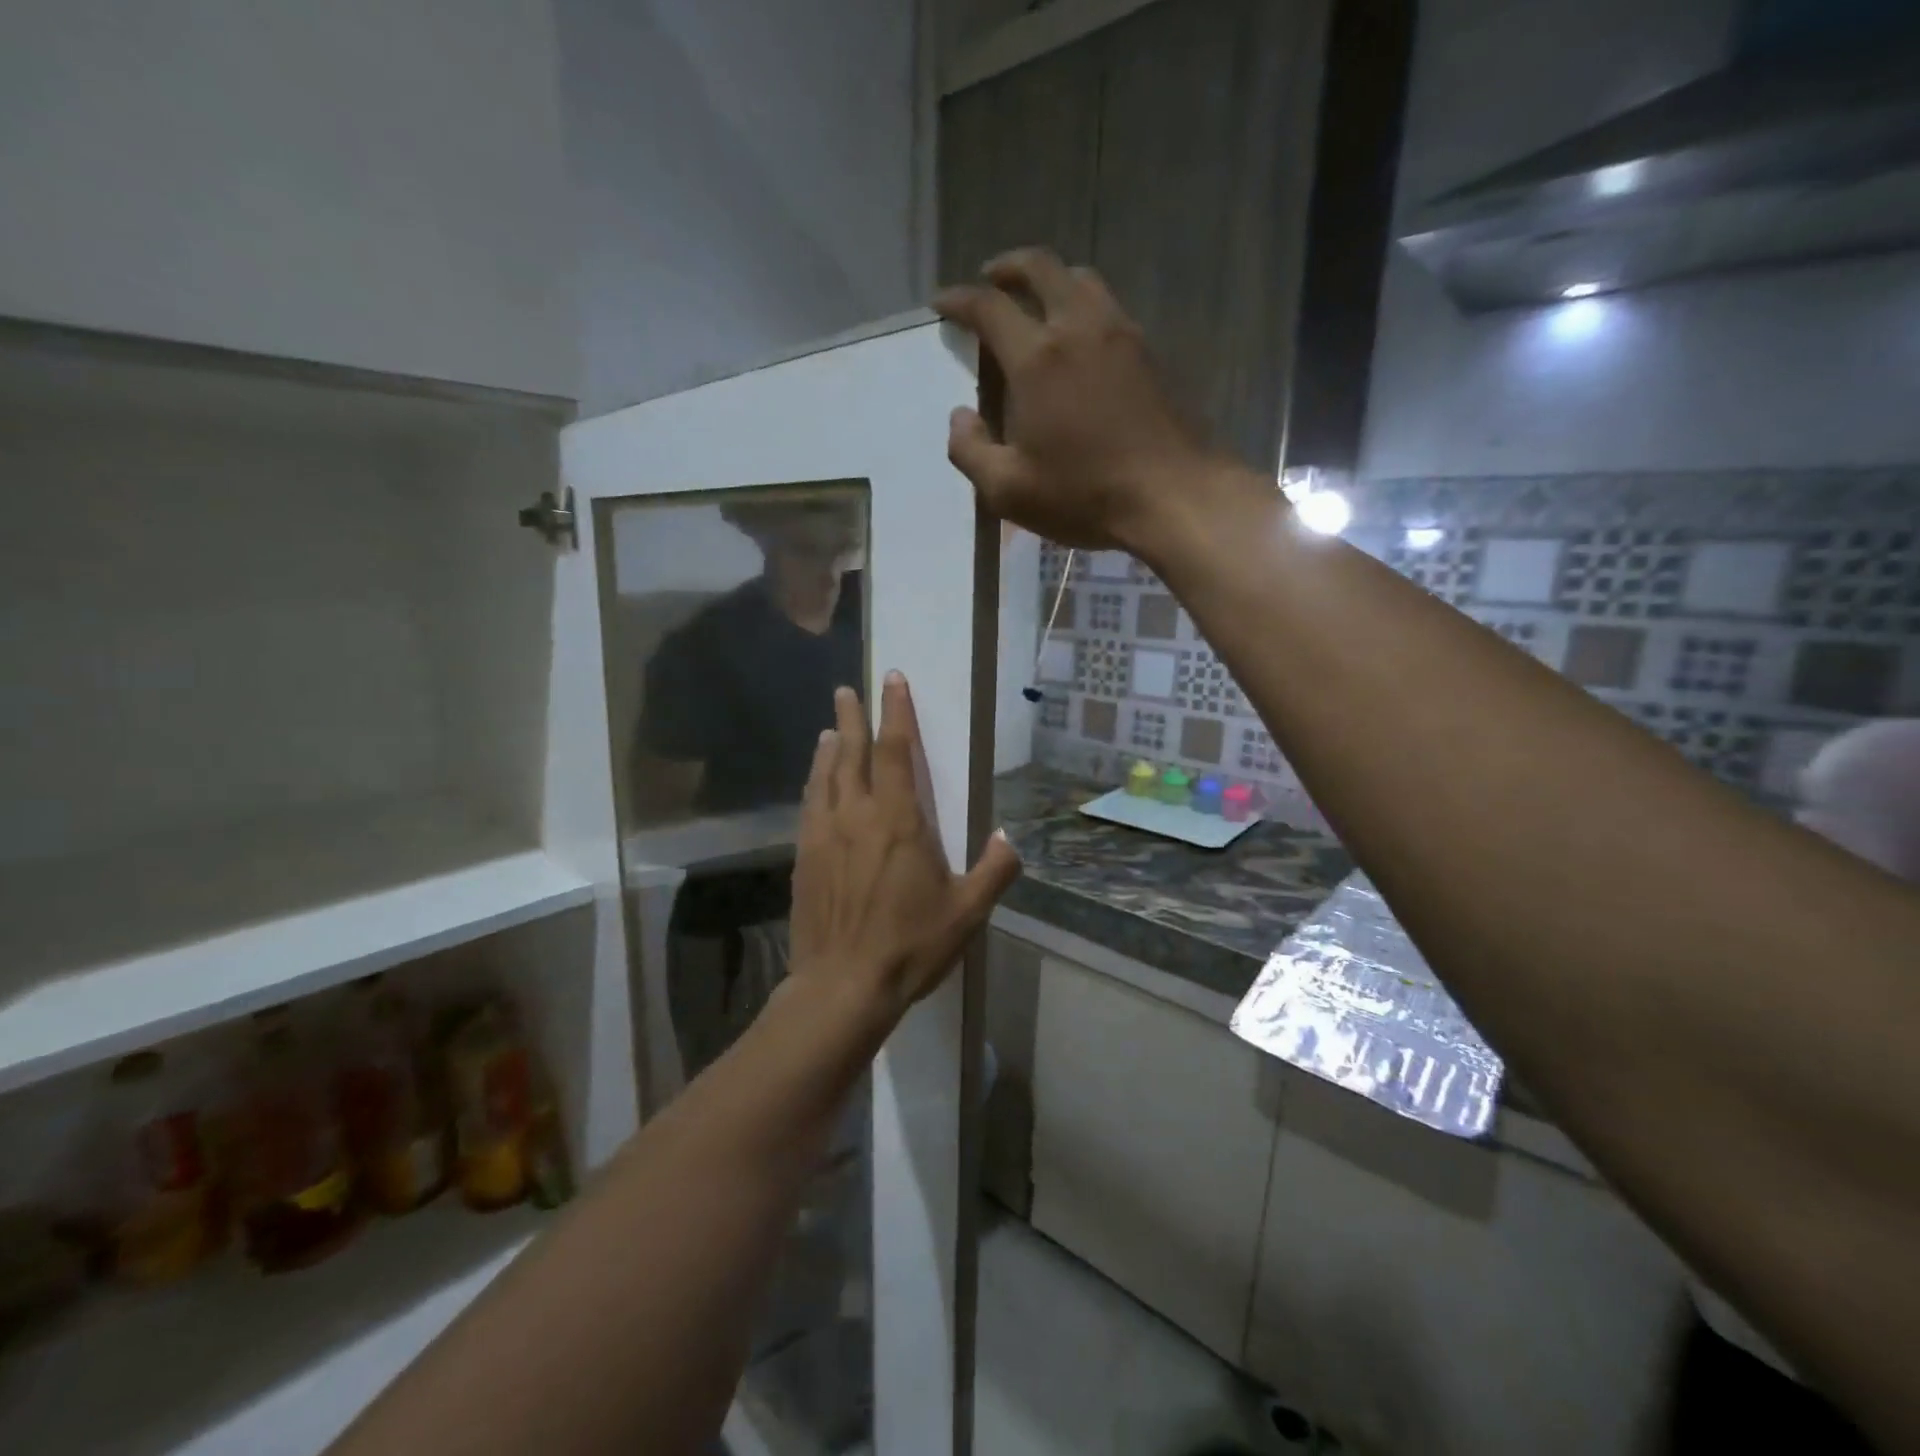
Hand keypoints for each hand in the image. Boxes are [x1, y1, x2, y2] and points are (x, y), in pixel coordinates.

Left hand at [790, 676, 1021, 1020]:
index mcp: (897, 820)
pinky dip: (814, 784)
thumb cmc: (909, 945)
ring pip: (824, 777)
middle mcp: (856, 815)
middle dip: (852, 717)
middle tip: (847, 690)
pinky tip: (815, 785)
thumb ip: (993, 871)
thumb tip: (1009, 839)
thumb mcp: (966, 913)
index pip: (896, 750)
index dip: (896, 711)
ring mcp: (823, 835)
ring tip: (829, 730)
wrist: (842, 985)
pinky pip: (808, 806)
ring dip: (829, 748)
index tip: (893, 679)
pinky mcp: (804, 858)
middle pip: (851, 753)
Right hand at [934, 248, 1219, 552]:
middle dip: (1008, 267)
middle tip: (990, 278)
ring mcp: (1121, 334)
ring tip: (1037, 299)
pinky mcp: (1150, 352)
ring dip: (1051, 278)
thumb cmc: (1084, 495)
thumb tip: (960, 417)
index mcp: (1037, 359)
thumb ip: (970, 451)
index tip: (942, 303)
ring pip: (1082, 279)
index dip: (959, 299)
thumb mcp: (1008, 490)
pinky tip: (1080, 335)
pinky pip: (1110, 306)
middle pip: (1041, 268)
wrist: (1172, 495)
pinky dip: (1083, 303)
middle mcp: (1078, 329)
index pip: (989, 307)